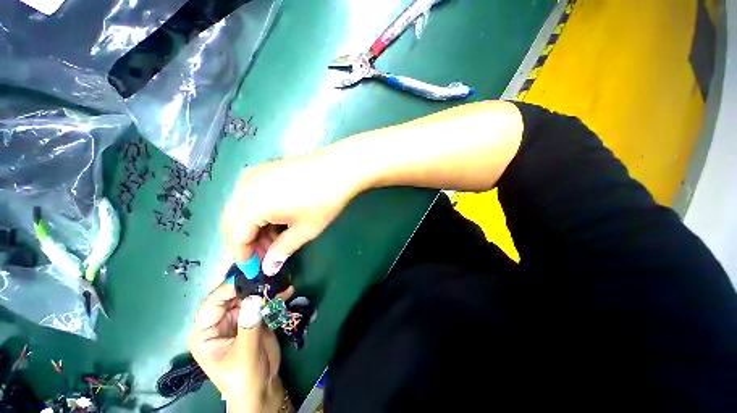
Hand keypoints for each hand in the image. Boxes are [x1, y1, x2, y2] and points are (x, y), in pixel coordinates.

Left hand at [188, 284, 283, 411]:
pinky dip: (275, 297)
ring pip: (250, 297)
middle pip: (233, 296)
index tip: (249, 275)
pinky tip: (287, 291)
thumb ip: (248, 325)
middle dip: (251, 285)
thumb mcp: (244, 354)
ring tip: (281, 279)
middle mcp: (220, 322)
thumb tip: (254, 297)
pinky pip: (263, 303)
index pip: (212, 304)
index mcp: (206, 333)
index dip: (228, 288)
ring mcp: (238, 319)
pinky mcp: (254, 318)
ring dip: (266, 289)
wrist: (263, 388)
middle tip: (269, 273)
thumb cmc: (244, 378)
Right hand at [221, 153, 361, 274]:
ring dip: (251, 227)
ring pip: (240, 208)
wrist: (338, 168)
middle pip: (232, 222)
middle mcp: (243, 188)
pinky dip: (255, 211)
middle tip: (265, 254)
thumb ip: (281, 250)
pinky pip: (248, 195)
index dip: (243, 256)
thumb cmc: (323, 201)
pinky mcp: (263, 169)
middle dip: (245, 242)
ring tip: (273, 238)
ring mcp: (252, 175)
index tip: (254, 268)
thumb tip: (268, 268)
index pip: (235, 238)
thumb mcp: (304, 230)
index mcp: (251, 205)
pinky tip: (274, 218)